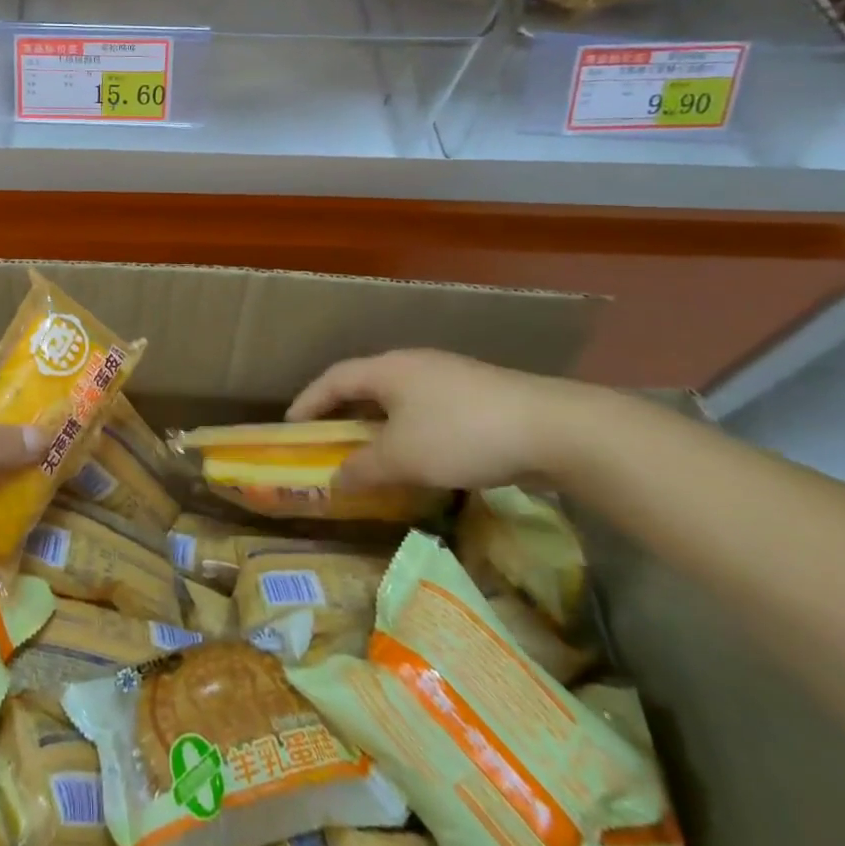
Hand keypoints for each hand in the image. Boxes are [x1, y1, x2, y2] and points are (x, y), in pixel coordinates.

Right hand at [286, 348, 603, 493]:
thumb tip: (334, 480)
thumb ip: (363, 469)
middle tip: (328, 440)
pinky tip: (422, 457)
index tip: (291, 425)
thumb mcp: (402, 458)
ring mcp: (449, 377)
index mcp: (387, 369)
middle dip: (344, 413)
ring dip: (380, 425)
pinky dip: (411, 431)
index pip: (334, 379)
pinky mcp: (478, 396)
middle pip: (366, 385)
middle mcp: (414, 364)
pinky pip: (428, 410)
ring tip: (373, 454)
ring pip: (400, 399)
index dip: (308, 400)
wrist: (553, 428)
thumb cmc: (461, 434)